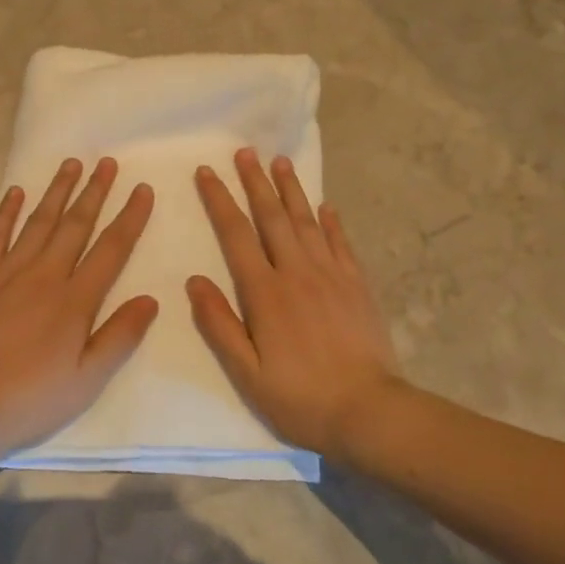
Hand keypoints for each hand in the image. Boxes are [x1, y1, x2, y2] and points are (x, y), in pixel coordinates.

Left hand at [0, 157, 157, 458]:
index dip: (130, 217)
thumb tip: (150, 299)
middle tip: (107, 162)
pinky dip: (7, 212)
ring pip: (38, 222)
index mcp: (75, 300)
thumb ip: (120, 336)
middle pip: (75, 225)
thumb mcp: (87, 379)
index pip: (111, 249)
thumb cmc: (31, 397)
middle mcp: (45, 275)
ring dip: (56, 191)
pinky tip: (16, 192)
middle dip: (94, 191)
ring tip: (70, 164)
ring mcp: (8, 272)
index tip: (142, 189)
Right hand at [187, 148, 400, 455]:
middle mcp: (297, 272)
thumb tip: (194, 280)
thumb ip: (219, 324)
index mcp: (265, 292)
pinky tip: (325, 206)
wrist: (369, 412)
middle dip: (255, 182)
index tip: (206, 172)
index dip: (219, 200)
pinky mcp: (357, 285)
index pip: (236, 234)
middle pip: (272, 217)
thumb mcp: (247, 373)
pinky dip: (331, 221)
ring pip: (307, 221)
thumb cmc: (300, 397)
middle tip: (245, 151)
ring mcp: (332, 275)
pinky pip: (341, 243)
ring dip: (291, 190)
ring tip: (280, 162)